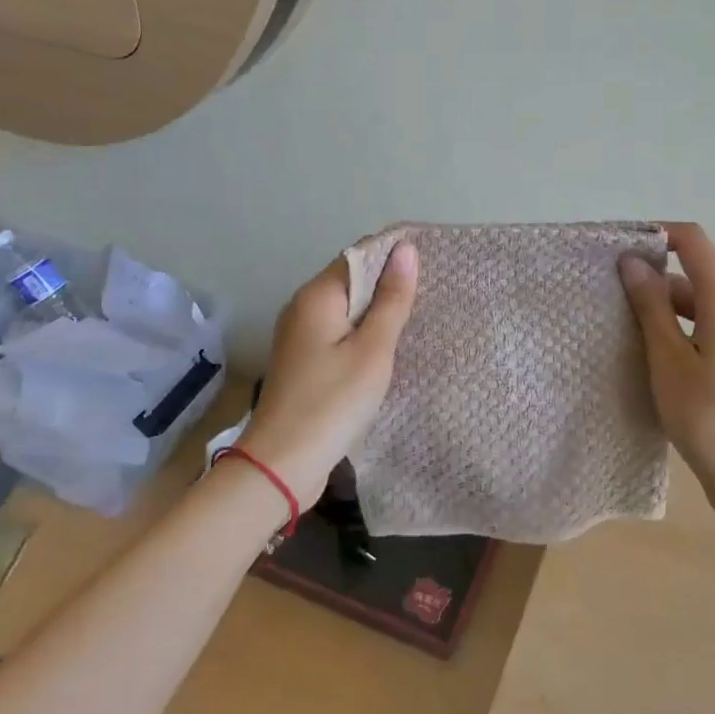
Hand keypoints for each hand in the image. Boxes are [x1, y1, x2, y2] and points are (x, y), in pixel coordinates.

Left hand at [239, 241, 418, 505]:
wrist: (283, 464)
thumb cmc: (333, 402)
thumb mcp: (373, 349)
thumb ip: (391, 299)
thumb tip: (406, 249)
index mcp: (317, 296)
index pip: (359, 255)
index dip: (393, 255)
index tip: (432, 263)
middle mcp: (302, 307)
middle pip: (351, 281)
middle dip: (388, 284)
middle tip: (432, 294)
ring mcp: (298, 336)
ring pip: (345, 309)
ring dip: (376, 312)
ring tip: (416, 319)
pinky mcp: (302, 361)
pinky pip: (338, 333)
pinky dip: (362, 335)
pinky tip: (385, 350)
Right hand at [619, 223, 714, 516]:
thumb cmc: (705, 416)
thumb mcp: (667, 358)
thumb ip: (650, 305)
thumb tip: (632, 261)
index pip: (694, 241)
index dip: (657, 234)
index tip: (620, 248)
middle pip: (694, 274)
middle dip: (653, 279)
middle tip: (611, 300)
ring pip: (700, 303)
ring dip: (664, 308)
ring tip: (627, 331)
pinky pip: (709, 325)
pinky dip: (681, 328)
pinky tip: (656, 355)